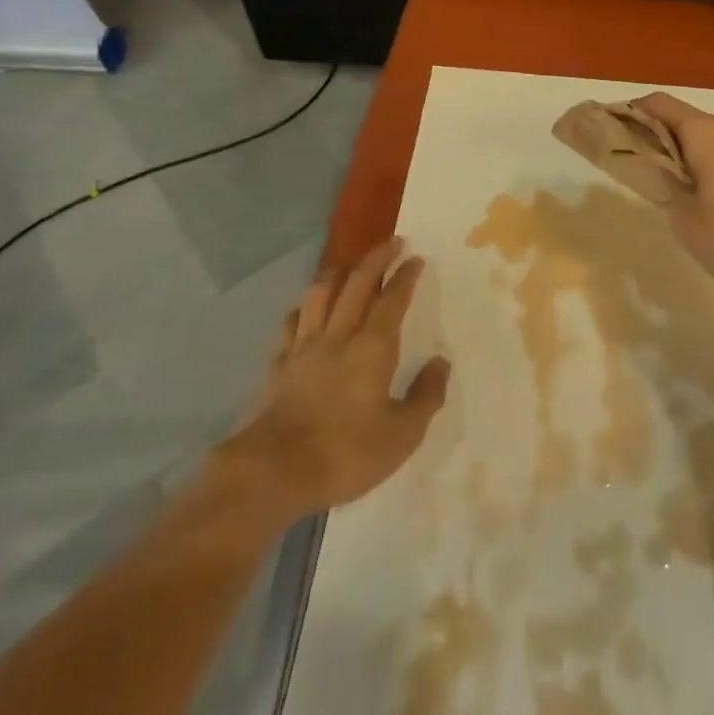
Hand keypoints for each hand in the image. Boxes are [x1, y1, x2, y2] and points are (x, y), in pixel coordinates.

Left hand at [214, 238, 449, 517]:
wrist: (273, 472)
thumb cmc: (345, 453)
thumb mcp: (402, 435)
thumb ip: (425, 396)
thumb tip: (440, 363)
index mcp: (373, 348)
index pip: (392, 300)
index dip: (405, 276)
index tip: (415, 257)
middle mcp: (339, 336)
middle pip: (357, 285)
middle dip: (376, 259)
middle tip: (392, 242)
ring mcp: (304, 348)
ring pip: (320, 296)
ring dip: (337, 273)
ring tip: (348, 265)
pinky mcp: (278, 366)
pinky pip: (291, 324)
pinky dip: (303, 309)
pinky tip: (305, 309)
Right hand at [633, 93, 713, 297]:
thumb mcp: (687, 221)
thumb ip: (666, 189)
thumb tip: (664, 175)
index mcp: (706, 132)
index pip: (658, 104)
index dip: (631, 114)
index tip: (614, 135)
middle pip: (687, 122)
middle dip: (662, 141)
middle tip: (645, 173)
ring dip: (693, 158)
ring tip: (683, 194)